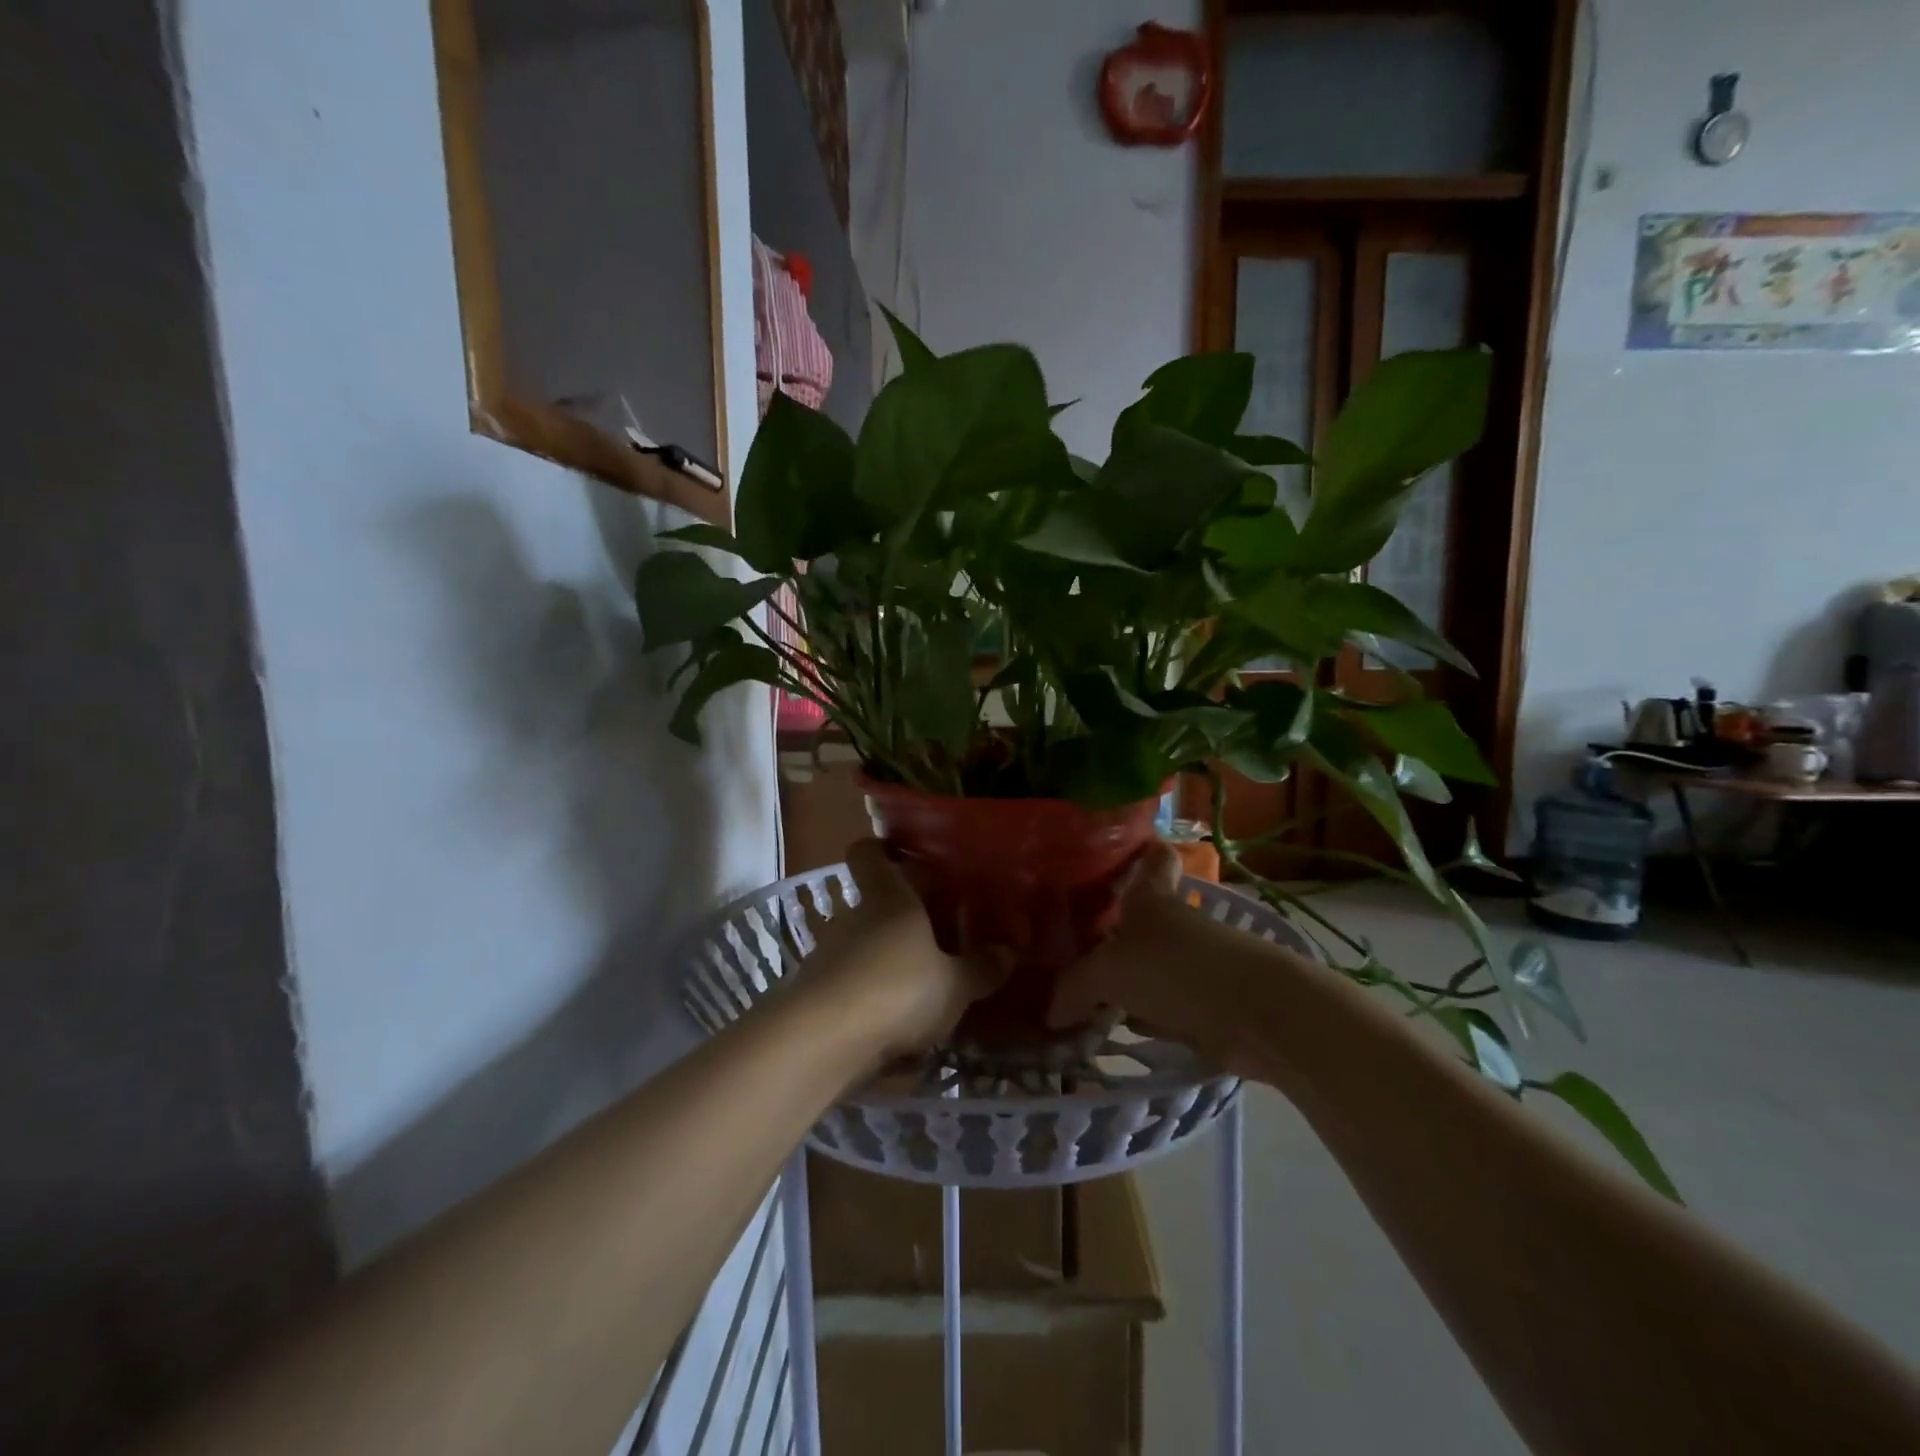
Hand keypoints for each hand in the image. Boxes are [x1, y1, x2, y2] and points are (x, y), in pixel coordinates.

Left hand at [797, 840, 1006, 1064]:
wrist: (822, 1041)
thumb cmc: (897, 989)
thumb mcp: (954, 984)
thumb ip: (980, 969)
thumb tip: (1008, 952)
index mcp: (888, 899)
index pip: (869, 853)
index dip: (881, 850)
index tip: (904, 858)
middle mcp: (853, 918)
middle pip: (872, 906)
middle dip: (898, 920)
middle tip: (935, 938)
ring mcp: (828, 955)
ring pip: (861, 949)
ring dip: (885, 965)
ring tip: (920, 992)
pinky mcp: (815, 994)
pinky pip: (850, 989)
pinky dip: (870, 1003)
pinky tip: (896, 1034)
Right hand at [1046, 843, 1262, 1068]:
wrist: (1253, 1014)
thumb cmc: (1174, 969)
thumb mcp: (1109, 972)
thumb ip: (1074, 988)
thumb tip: (1051, 1012)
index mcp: (1151, 898)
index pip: (1152, 860)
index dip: (1140, 851)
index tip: (1121, 850)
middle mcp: (1174, 923)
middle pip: (1142, 917)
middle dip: (1112, 929)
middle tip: (1069, 942)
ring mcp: (1193, 964)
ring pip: (1150, 964)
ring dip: (1125, 979)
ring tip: (1079, 993)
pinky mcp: (1206, 1003)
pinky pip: (1163, 1004)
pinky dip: (1143, 1014)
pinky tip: (1115, 1027)